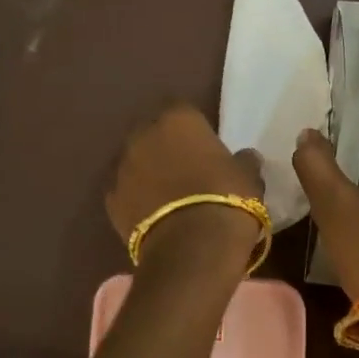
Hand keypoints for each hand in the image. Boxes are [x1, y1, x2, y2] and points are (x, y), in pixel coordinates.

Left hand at [107, 105, 264, 271]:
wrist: (192, 247)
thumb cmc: (227, 199)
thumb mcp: (248, 177)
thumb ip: (243, 161)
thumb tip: (245, 157)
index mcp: (178, 119)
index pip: (182, 110)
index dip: (193, 129)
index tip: (204, 147)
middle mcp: (143, 134)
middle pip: (152, 133)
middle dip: (164, 147)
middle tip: (184, 169)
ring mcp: (121, 166)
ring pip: (134, 162)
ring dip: (147, 172)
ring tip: (166, 196)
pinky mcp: (110, 198)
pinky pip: (124, 191)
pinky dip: (135, 199)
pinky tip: (151, 215)